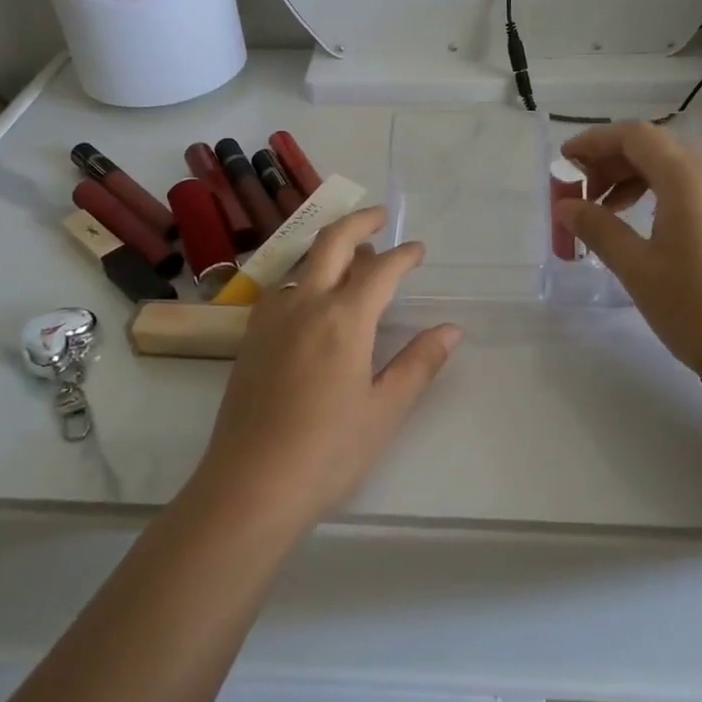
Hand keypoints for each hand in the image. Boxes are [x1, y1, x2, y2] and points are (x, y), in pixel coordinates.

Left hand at [195, 208, 461, 523]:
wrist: (250, 485)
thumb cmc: (328, 451)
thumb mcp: (385, 410)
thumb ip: (419, 363)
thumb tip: (451, 329)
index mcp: (344, 319)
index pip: (381, 270)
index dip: (404, 255)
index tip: (419, 250)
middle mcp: (304, 305)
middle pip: (332, 243)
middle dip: (359, 222)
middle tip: (380, 216)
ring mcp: (271, 318)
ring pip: (302, 263)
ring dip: (329, 250)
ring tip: (352, 258)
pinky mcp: (250, 338)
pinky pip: (282, 287)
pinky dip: (304, 276)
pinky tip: (311, 298)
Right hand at [555, 122, 701, 372]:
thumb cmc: (692, 305)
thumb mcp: (635, 267)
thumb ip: (597, 228)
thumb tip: (565, 207)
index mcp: (688, 181)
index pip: (636, 136)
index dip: (596, 140)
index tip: (566, 159)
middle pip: (656, 148)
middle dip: (613, 162)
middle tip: (581, 192)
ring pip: (676, 169)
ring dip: (636, 179)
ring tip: (607, 211)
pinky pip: (695, 191)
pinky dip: (661, 195)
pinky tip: (644, 226)